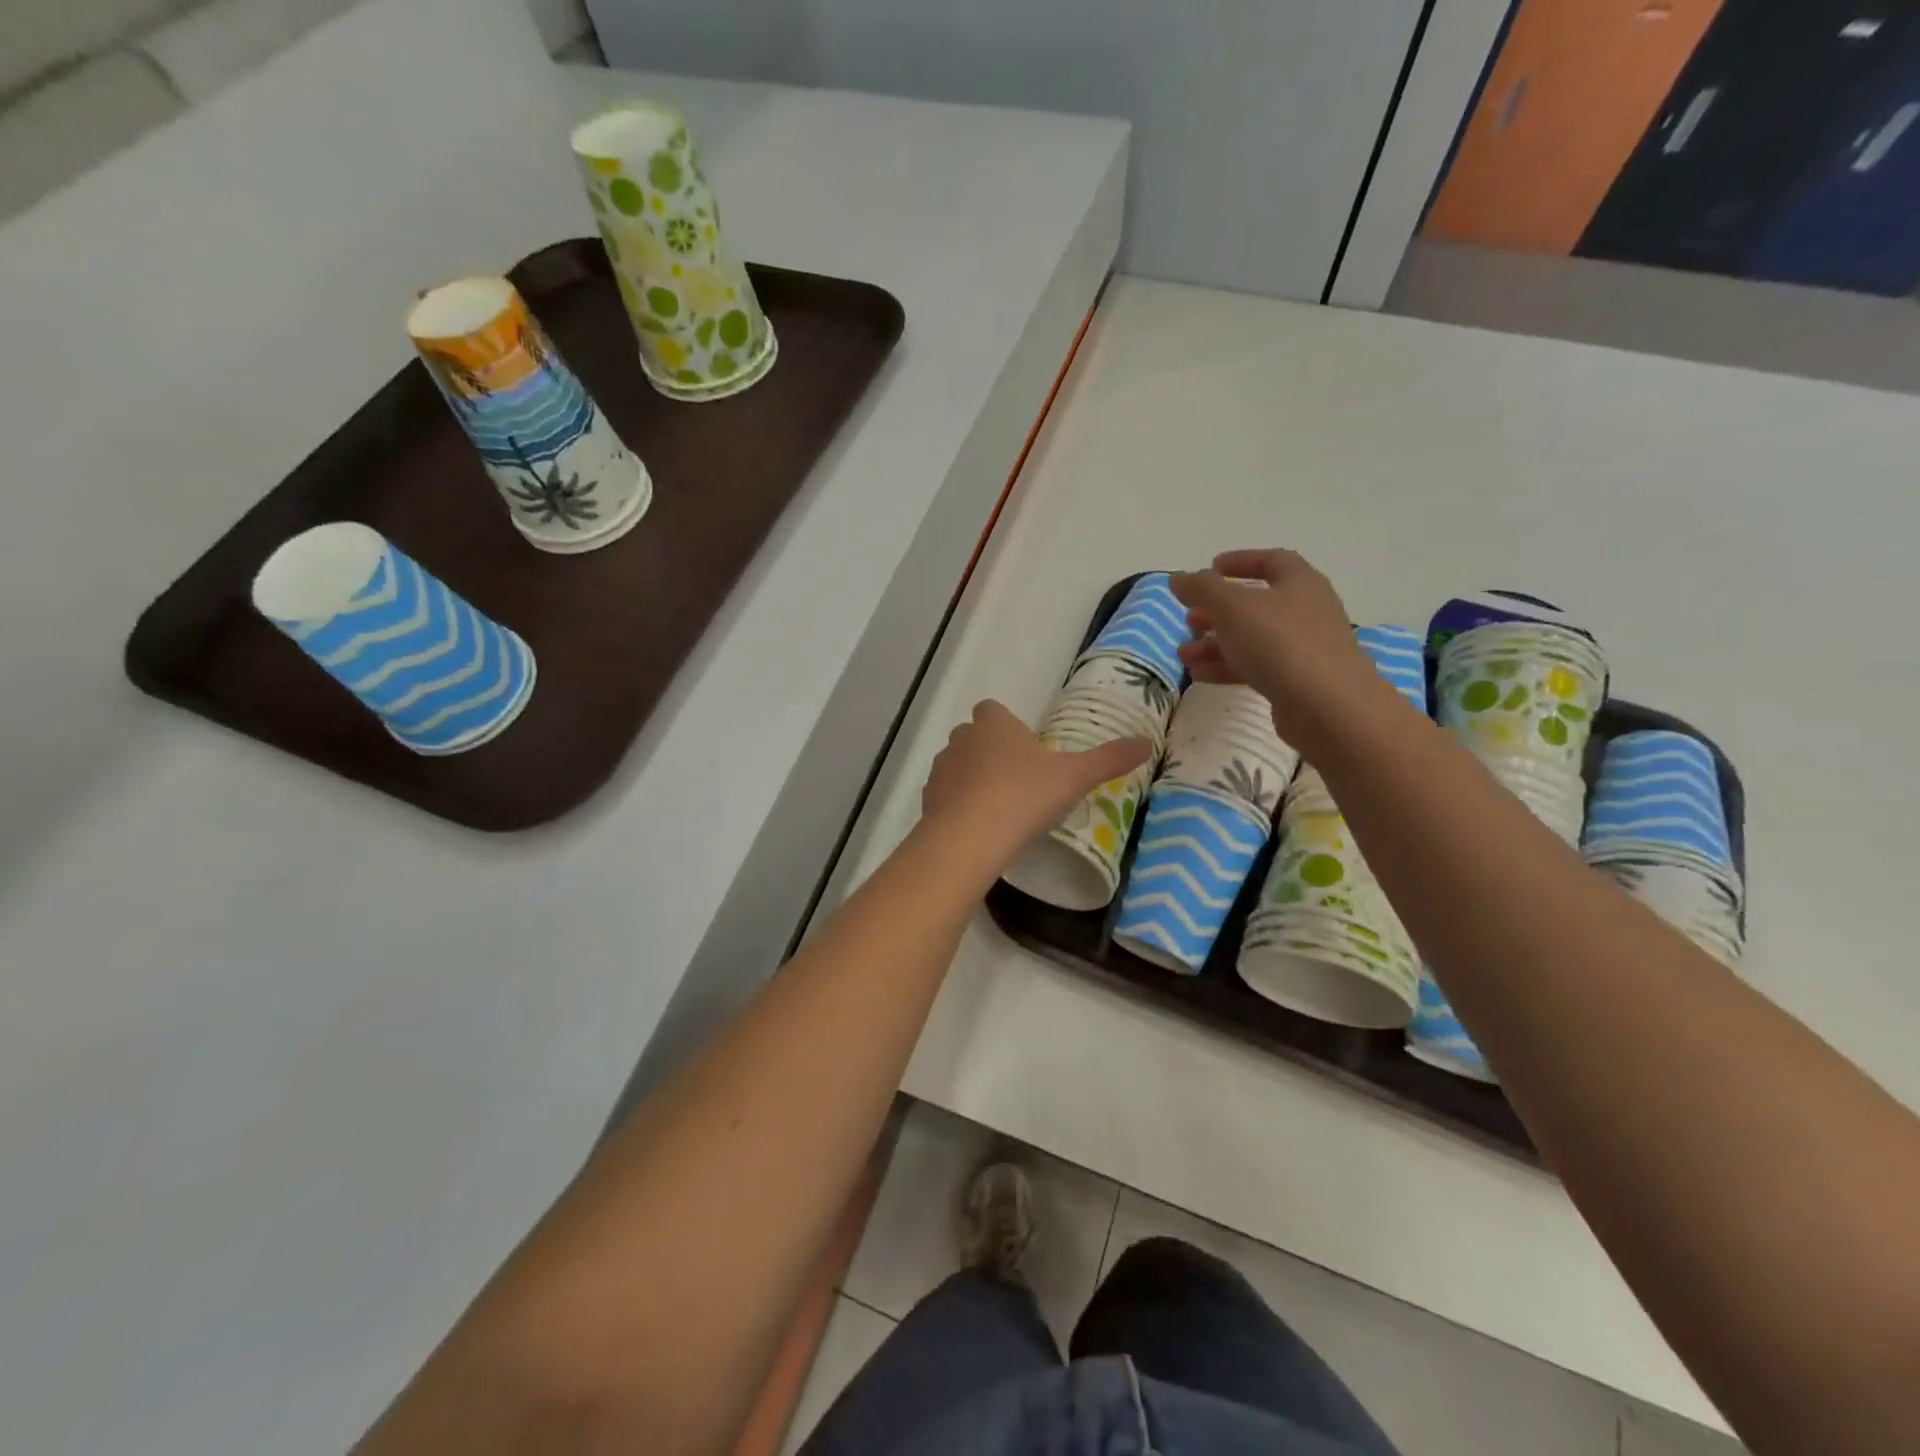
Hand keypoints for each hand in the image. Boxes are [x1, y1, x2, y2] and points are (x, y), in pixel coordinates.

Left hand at [921, 700, 1150, 876]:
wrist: (969, 838)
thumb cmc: (1024, 796)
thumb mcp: (1074, 777)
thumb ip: (1109, 759)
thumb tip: (1146, 742)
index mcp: (994, 724)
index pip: (992, 710)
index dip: (1007, 726)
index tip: (1027, 751)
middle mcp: (962, 738)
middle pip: (974, 736)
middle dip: (990, 752)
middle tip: (1018, 782)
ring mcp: (941, 769)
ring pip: (958, 765)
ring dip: (973, 779)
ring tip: (999, 809)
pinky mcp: (928, 799)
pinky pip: (946, 795)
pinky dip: (959, 806)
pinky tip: (979, 829)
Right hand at [1170, 549, 1383, 750]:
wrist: (1328, 707)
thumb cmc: (1280, 643)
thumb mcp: (1233, 608)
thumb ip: (1202, 589)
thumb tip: (1177, 577)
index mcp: (1299, 583)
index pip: (1271, 561)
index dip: (1240, 561)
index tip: (1209, 569)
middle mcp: (1306, 611)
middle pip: (1256, 604)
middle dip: (1217, 611)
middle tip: (1189, 619)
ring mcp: (1304, 648)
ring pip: (1252, 639)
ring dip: (1216, 643)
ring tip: (1184, 655)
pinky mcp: (1297, 681)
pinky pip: (1257, 666)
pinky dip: (1227, 667)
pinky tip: (1200, 676)